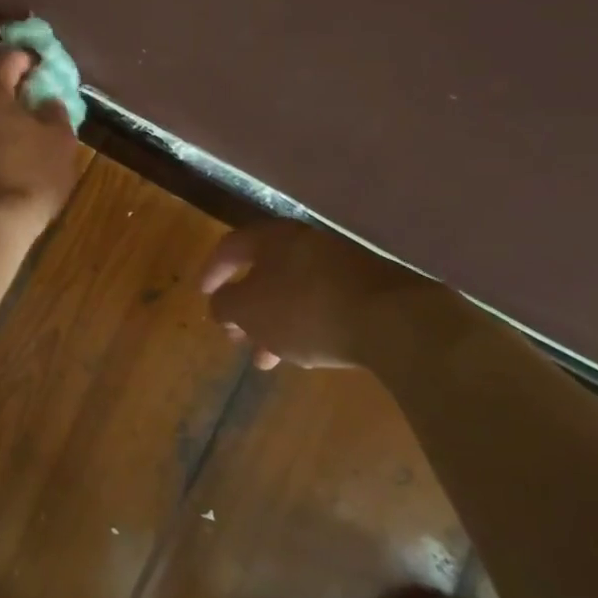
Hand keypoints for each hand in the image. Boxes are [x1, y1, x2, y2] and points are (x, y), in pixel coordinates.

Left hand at [0, 48, 83, 235]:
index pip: (6, 60)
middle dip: (8, 89)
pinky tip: (8, 154)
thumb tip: (47, 100)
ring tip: (23, 131)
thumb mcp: (59, 140)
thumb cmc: (32, 174)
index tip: (40, 65)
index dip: (25, 58)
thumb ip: (55, 112)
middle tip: (32, 100)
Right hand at [199, 218, 448, 370]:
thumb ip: (226, 305)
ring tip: (265, 359)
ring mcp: (341, 265)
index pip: (231, 246)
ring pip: (293, 293)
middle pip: (264, 271)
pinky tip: (305, 354)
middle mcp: (306, 243)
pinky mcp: (368, 290)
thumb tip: (221, 304)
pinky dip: (304, 326)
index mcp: (274, 238)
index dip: (212, 270)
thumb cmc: (306, 309)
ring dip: (273, 324)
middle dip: (246, 308)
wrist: (395, 321)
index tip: (202, 295)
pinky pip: (322, 305)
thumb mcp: (250, 310)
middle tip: (234, 335)